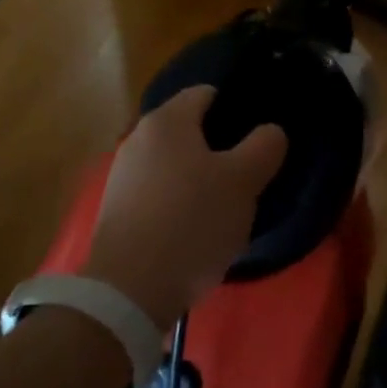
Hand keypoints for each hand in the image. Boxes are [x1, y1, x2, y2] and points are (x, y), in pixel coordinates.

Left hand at [82, 86, 287, 329]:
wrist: (127, 294)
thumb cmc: (191, 223)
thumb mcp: (244, 182)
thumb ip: (264, 146)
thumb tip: (271, 131)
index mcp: (168, 120)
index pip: (207, 93)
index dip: (236, 109)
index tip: (257, 137)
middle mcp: (139, 137)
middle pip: (189, 129)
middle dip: (219, 146)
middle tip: (247, 173)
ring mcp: (122, 175)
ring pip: (174, 163)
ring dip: (198, 177)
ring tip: (224, 206)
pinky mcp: (115, 211)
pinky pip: (158, 192)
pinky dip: (177, 202)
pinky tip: (194, 229)